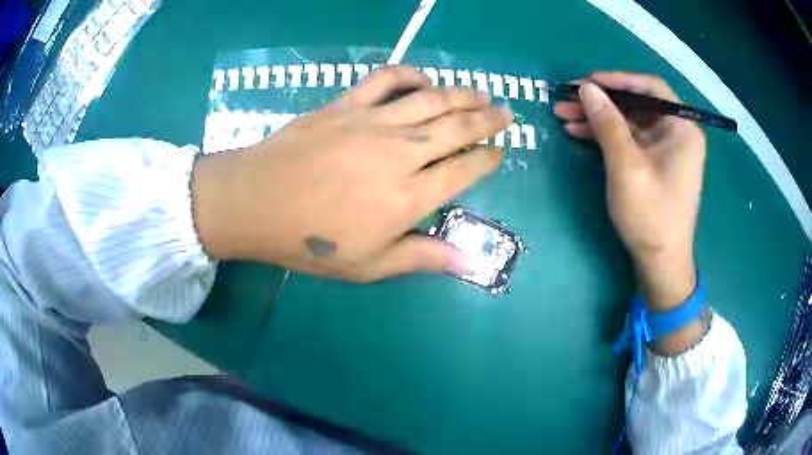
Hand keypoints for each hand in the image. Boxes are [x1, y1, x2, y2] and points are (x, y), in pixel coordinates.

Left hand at [192, 66, 512, 281]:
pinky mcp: (347, 104)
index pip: (464, 171)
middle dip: (488, 119)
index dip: (487, 160)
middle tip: (506, 113)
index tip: (499, 153)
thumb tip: (469, 262)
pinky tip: (424, 78)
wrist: (256, 202)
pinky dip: (410, 74)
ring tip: (482, 93)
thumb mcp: (368, 264)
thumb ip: (422, 257)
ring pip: (431, 99)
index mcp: (408, 196)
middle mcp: (400, 152)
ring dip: (462, 94)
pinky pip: (386, 79)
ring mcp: (373, 122)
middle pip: (456, 128)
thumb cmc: (310, 241)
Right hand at [554, 73, 705, 314]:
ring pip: (630, 121)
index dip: (618, 79)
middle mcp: (677, 133)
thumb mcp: (627, 166)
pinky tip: (581, 133)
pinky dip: (607, 135)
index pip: (651, 88)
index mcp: (682, 128)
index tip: (587, 82)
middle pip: (637, 104)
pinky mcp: (655, 164)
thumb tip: (586, 88)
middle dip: (601, 101)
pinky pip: (630, 140)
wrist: (660, 264)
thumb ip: (608, 123)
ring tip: (564, 116)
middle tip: (566, 99)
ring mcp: (666, 150)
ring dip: (599, 118)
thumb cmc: (651, 215)